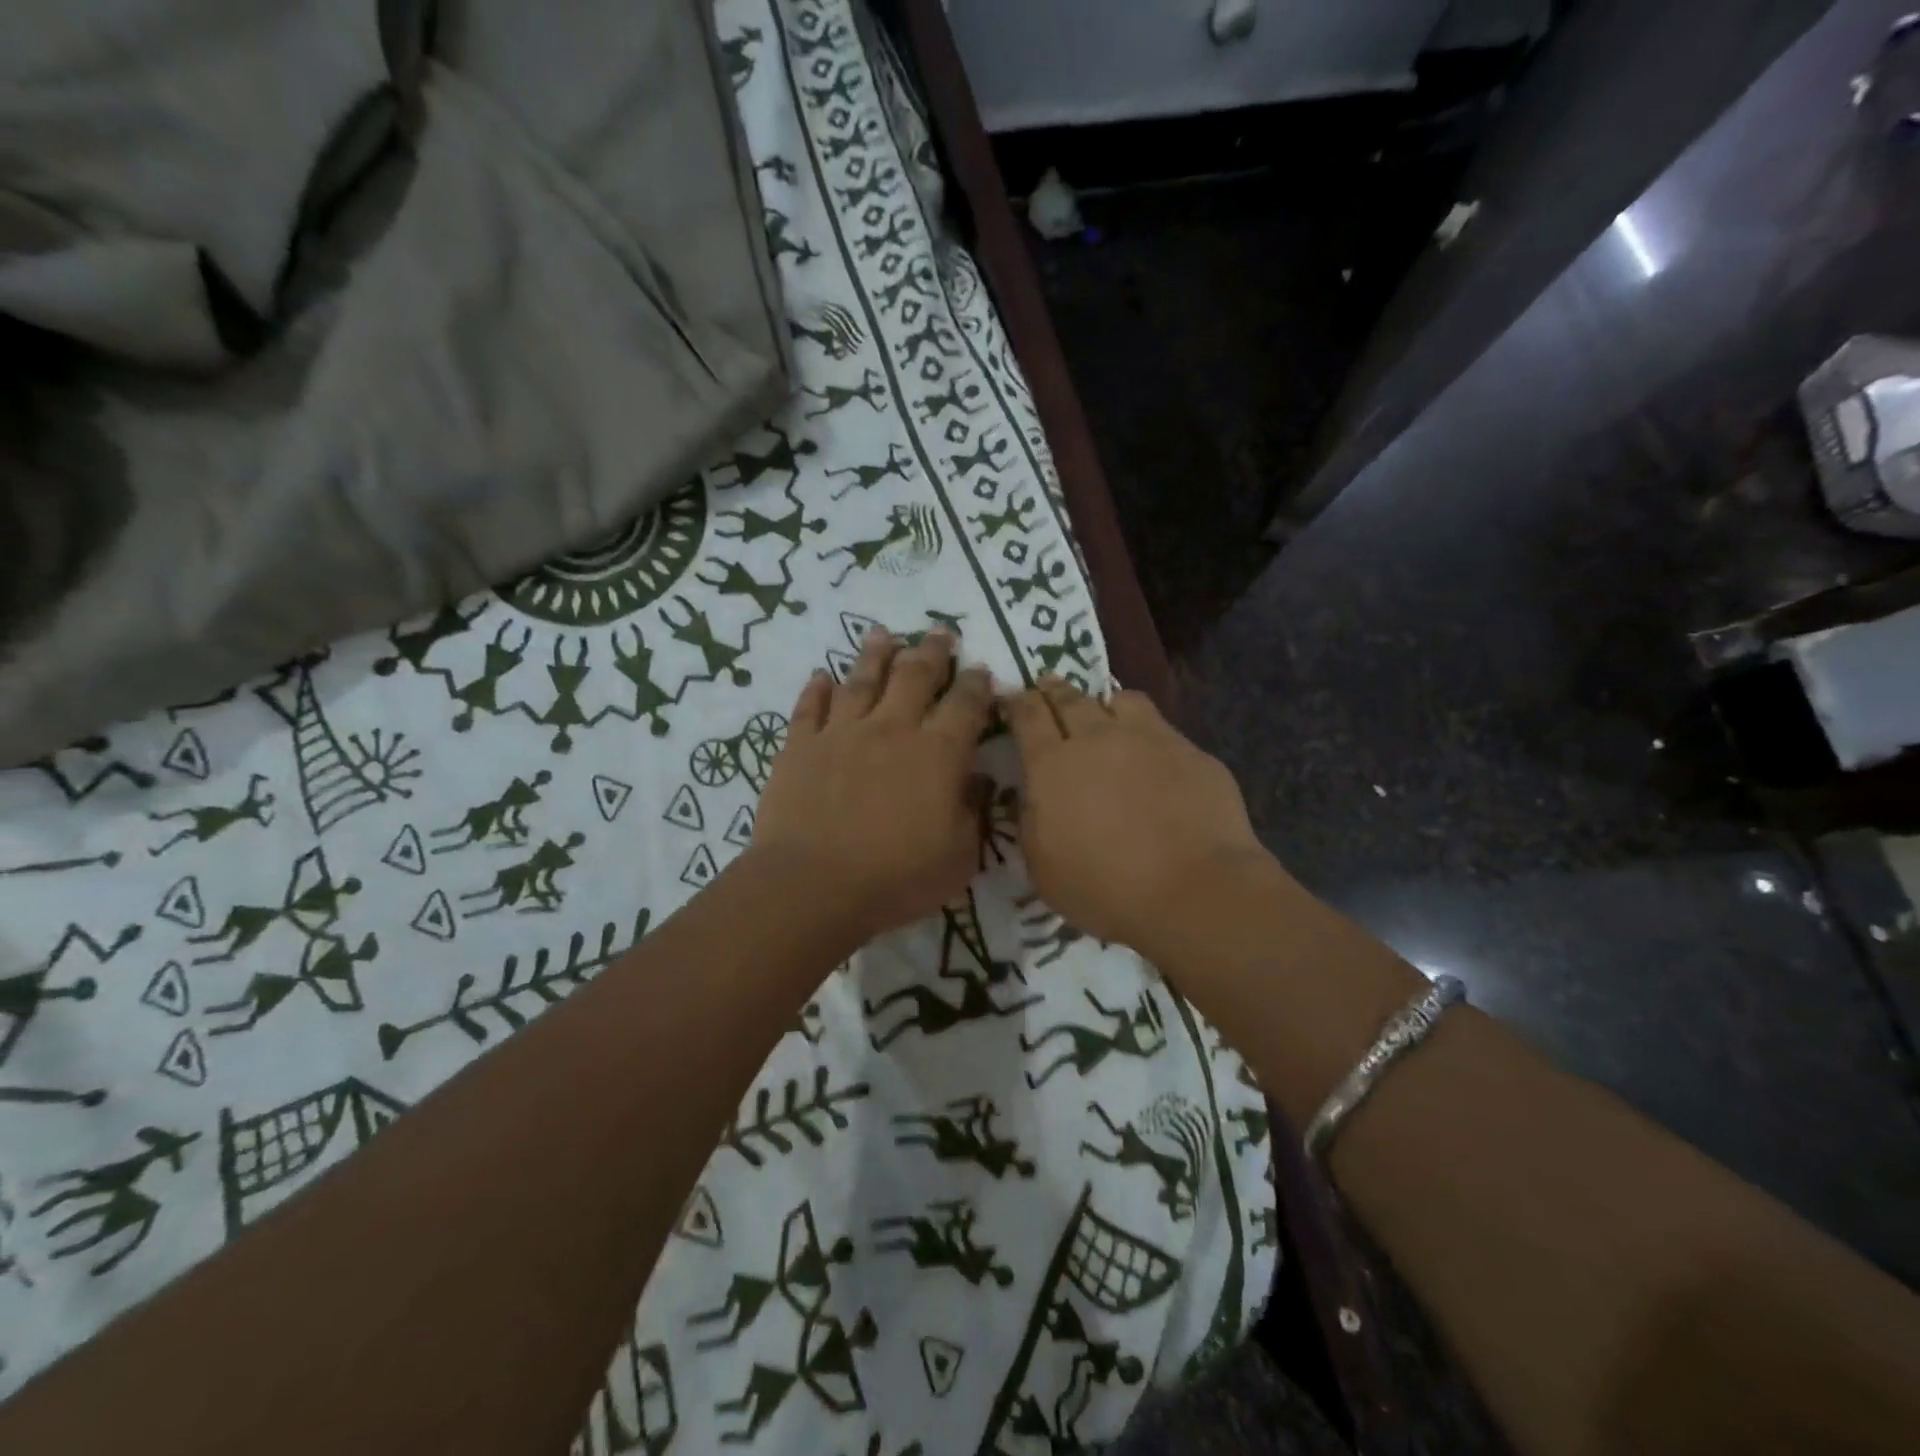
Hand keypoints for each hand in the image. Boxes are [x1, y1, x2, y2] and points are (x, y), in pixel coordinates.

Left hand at [751, 629, 992, 941]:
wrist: (813, 886)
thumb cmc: (896, 878)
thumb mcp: (959, 856)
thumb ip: (972, 812)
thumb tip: (977, 779)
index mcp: (937, 754)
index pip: (965, 705)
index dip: (976, 683)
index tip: (981, 669)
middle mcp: (892, 729)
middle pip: (916, 676)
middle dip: (932, 651)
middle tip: (940, 632)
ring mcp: (842, 733)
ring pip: (862, 679)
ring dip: (876, 654)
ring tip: (883, 634)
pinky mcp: (800, 746)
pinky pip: (810, 708)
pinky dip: (817, 689)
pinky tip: (821, 676)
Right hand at [1003, 678, 1267, 958]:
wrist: (1194, 889)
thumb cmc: (1105, 888)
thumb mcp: (1043, 869)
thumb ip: (1031, 823)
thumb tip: (1030, 795)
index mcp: (1053, 764)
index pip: (1029, 715)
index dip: (1018, 702)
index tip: (1013, 697)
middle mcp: (1098, 738)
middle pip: (1070, 698)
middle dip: (1054, 688)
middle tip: (1047, 683)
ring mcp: (1150, 739)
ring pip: (1122, 700)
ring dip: (1106, 703)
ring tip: (1106, 713)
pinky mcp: (1191, 752)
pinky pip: (1163, 729)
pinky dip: (1150, 735)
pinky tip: (1156, 757)